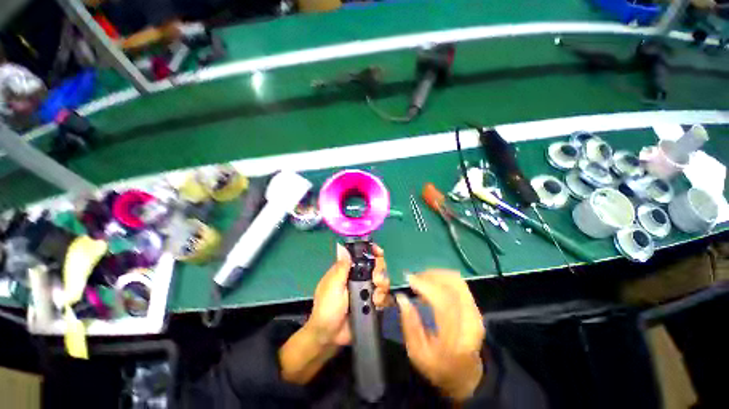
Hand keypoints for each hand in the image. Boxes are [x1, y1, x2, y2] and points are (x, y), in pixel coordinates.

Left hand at [307, 243, 388, 345]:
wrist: (330, 336)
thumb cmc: (327, 307)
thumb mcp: (332, 285)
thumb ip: (341, 267)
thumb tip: (342, 246)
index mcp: (349, 271)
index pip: (363, 255)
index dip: (372, 251)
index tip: (379, 252)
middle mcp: (360, 278)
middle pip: (377, 266)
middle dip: (380, 270)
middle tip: (376, 280)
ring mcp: (367, 291)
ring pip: (383, 281)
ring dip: (382, 287)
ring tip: (375, 297)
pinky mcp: (372, 304)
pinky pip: (385, 297)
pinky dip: (384, 299)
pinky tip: (378, 304)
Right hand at [395, 270, 484, 401]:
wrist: (464, 374)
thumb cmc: (438, 367)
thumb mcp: (417, 352)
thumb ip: (409, 324)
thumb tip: (401, 297)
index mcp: (456, 338)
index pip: (444, 301)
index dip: (425, 285)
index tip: (408, 279)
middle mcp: (470, 320)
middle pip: (452, 285)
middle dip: (430, 276)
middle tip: (413, 279)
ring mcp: (475, 311)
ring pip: (456, 280)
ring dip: (436, 275)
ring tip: (421, 280)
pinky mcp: (474, 305)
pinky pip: (458, 283)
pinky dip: (442, 278)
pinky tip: (431, 284)